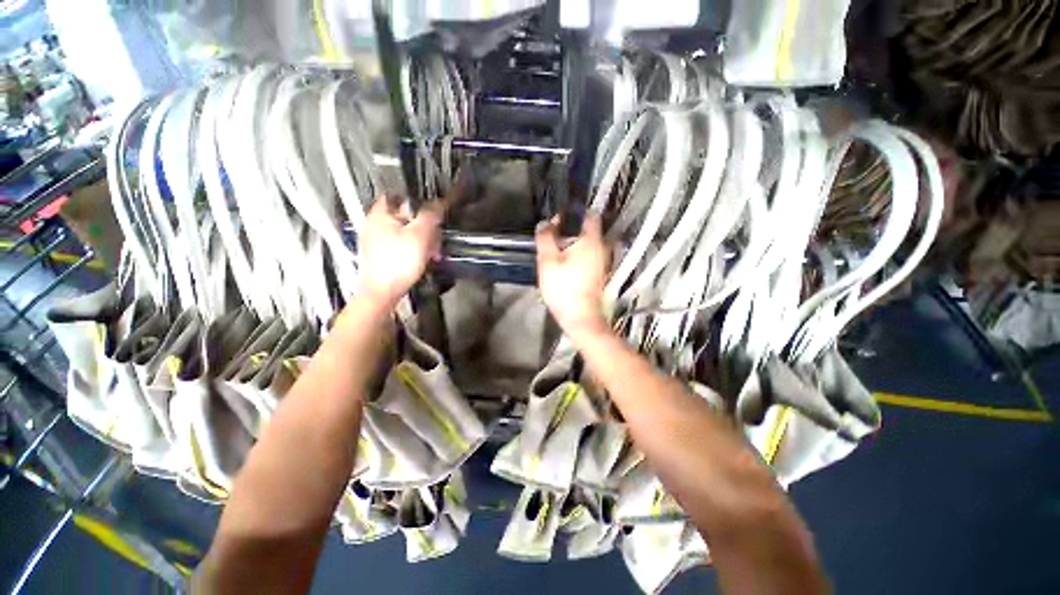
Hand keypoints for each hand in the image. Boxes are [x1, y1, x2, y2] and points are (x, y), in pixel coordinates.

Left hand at [357, 198, 443, 308]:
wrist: (382, 293)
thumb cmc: (397, 265)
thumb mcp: (420, 235)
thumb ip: (430, 216)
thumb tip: (439, 203)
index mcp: (381, 214)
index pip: (402, 195)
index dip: (421, 202)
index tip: (434, 211)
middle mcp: (376, 224)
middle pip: (407, 216)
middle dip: (426, 227)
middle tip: (435, 238)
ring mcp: (378, 240)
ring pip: (408, 232)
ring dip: (424, 240)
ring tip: (433, 253)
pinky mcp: (383, 254)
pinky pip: (404, 245)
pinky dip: (416, 250)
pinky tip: (424, 259)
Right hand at [536, 214, 609, 336]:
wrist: (580, 316)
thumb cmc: (563, 287)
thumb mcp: (547, 260)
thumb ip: (545, 238)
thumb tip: (545, 223)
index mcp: (591, 240)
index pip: (589, 215)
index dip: (573, 214)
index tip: (557, 222)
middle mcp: (601, 248)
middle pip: (586, 231)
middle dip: (569, 231)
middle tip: (551, 241)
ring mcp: (602, 262)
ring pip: (586, 245)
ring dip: (571, 245)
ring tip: (555, 255)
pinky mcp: (598, 274)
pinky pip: (587, 257)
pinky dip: (577, 257)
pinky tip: (564, 268)